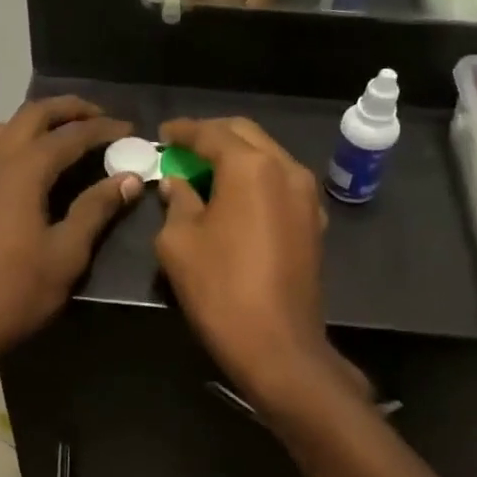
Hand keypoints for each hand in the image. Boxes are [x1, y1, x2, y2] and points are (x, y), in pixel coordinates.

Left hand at [0, 97, 140, 366]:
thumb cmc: (17, 290)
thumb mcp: (67, 253)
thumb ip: (96, 209)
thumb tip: (128, 178)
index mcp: (23, 171)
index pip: (70, 135)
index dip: (103, 129)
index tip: (129, 129)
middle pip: (32, 114)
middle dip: (68, 109)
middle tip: (99, 117)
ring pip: (4, 127)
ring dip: (36, 121)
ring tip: (64, 135)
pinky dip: (14, 140)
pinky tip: (28, 167)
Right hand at [152, 116, 340, 410]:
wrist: (278, 345)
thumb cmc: (220, 289)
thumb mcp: (179, 242)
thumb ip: (177, 201)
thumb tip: (177, 183)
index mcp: (251, 167)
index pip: (211, 133)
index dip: (182, 132)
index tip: (162, 135)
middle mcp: (286, 169)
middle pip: (245, 135)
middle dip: (212, 136)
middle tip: (183, 150)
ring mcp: (306, 195)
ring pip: (267, 156)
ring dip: (236, 157)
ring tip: (206, 173)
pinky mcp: (313, 221)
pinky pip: (281, 183)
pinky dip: (255, 179)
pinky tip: (235, 198)